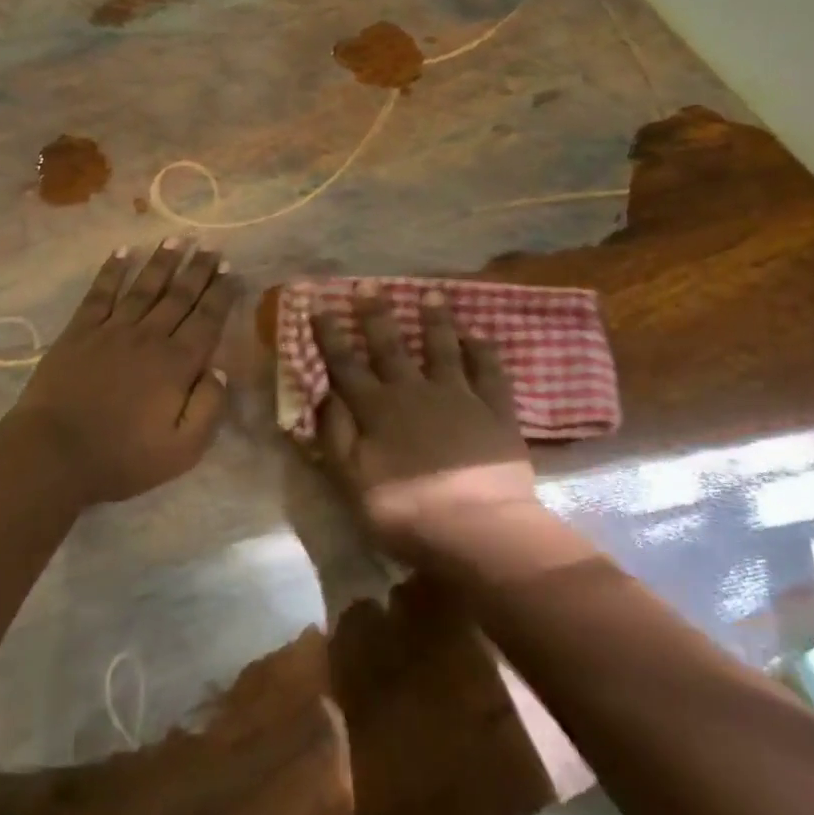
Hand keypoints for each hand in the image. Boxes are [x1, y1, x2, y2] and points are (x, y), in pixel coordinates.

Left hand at [9, 240, 240, 505]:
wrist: (54, 453)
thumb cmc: (122, 457)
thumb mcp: (182, 450)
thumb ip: (208, 408)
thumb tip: (221, 370)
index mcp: (176, 364)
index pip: (207, 320)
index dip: (220, 294)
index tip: (231, 270)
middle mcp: (149, 337)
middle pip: (179, 296)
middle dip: (198, 270)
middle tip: (212, 246)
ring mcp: (112, 330)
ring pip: (144, 288)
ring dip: (162, 262)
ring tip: (177, 239)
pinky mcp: (80, 331)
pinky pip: (100, 293)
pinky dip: (112, 271)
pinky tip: (122, 252)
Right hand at [311, 285, 552, 568]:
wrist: (479, 531)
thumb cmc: (407, 514)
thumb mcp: (353, 483)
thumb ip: (336, 437)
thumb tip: (324, 396)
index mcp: (377, 410)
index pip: (345, 365)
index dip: (329, 334)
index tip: (318, 304)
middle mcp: (414, 392)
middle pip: (390, 346)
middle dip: (376, 313)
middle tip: (368, 283)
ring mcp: (458, 396)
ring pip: (442, 348)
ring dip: (435, 320)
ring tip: (431, 294)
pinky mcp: (496, 410)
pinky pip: (490, 371)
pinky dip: (484, 350)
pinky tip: (479, 335)